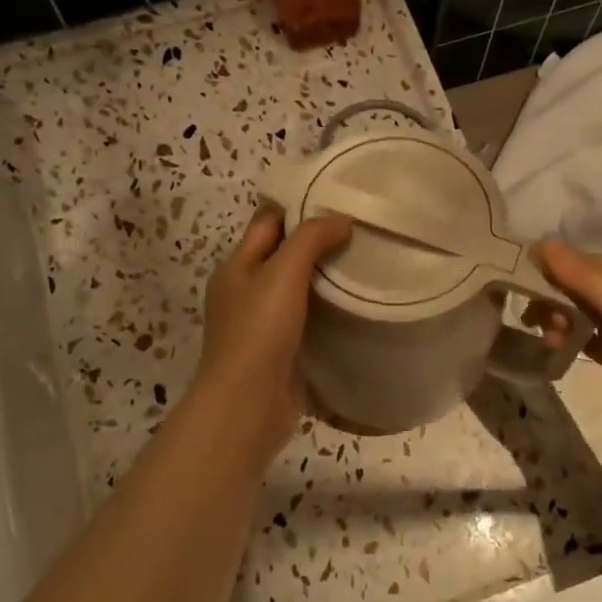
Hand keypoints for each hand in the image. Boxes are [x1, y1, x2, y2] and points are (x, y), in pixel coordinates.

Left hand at [194, 205, 352, 456]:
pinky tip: (355, 305)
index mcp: (237, 266)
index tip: (338, 198)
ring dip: (324, 277)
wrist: (248, 404)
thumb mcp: (283, 272)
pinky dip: (326, 309)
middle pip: (283, 254)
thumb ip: (311, 239)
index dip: (298, 206)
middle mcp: (245, 291)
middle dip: (317, 242)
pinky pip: (306, 319)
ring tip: (365, 262)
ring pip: (296, 288)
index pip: (268, 222)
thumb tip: (341, 220)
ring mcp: (262, 323)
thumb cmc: (259, 330)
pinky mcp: (280, 350)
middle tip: (361, 230)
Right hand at [533, 240, 601, 465]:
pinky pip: (581, 336)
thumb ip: (583, 278)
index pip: (576, 260)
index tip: (513, 288)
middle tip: (533, 322)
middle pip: (572, 285)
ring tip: (548, 342)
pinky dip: (564, 339)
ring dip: (555, 320)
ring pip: (574, 311)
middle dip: (548, 298)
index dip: (546, 271)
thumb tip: (538, 244)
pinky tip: (552, 350)